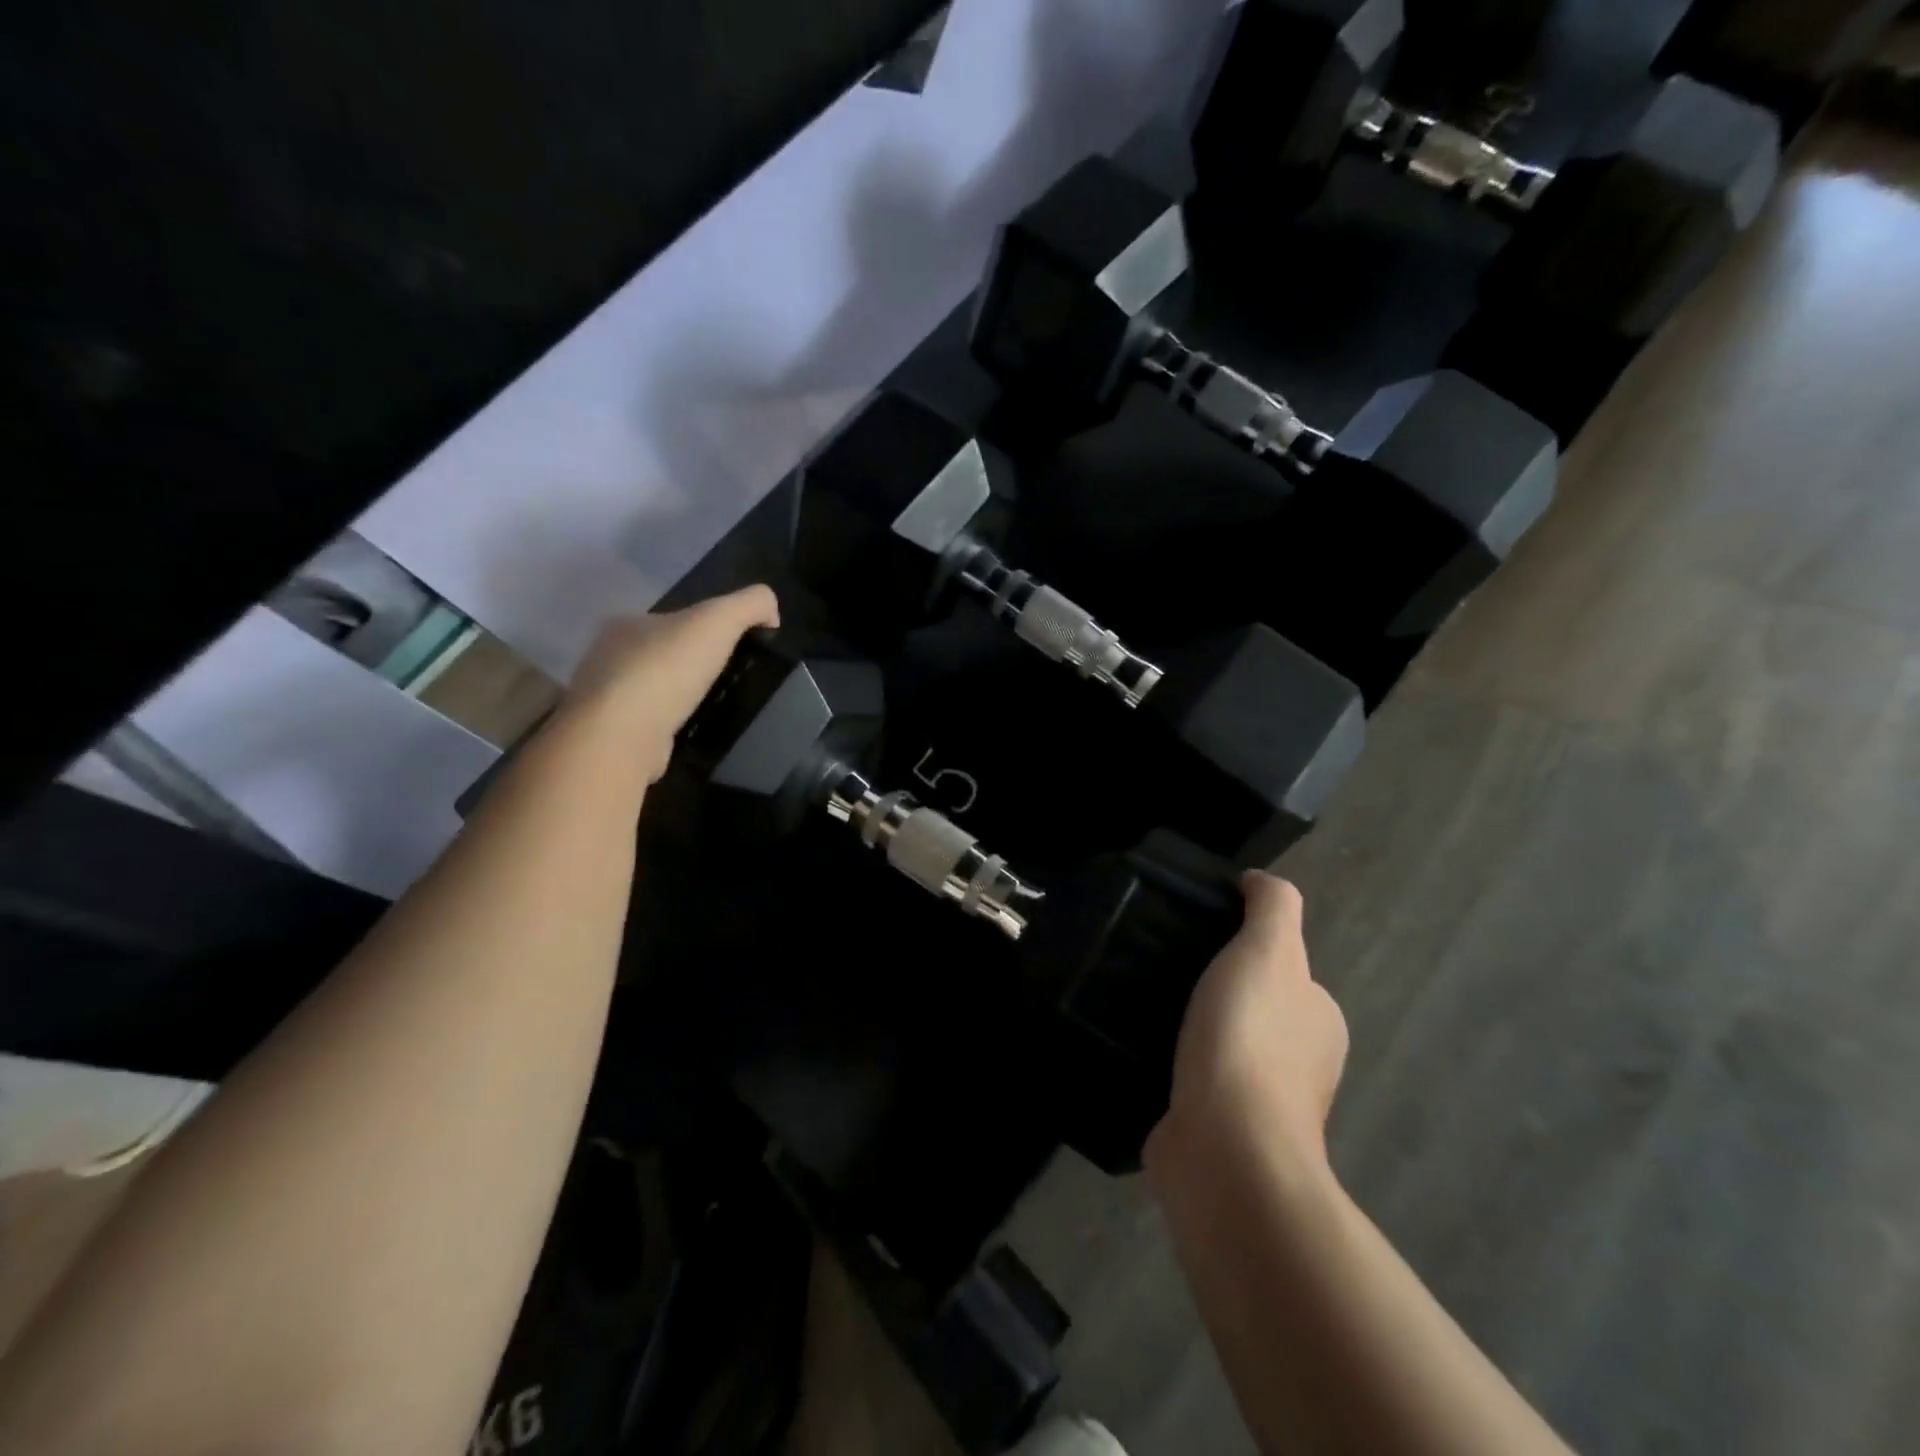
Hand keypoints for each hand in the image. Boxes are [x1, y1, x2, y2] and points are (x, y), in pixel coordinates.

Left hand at [565, 585, 779, 781]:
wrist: (621, 735)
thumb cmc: (667, 669)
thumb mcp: (719, 619)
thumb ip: (750, 604)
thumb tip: (771, 613)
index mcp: (627, 624)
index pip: (670, 620)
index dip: (703, 630)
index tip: (731, 649)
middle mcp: (607, 657)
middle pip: (659, 655)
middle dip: (688, 665)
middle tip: (726, 680)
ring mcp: (605, 700)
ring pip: (651, 692)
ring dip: (676, 698)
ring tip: (711, 709)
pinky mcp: (611, 737)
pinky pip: (646, 725)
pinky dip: (666, 728)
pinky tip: (687, 733)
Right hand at [1147, 872, 1348, 1182]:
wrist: (1224, 1149)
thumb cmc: (1249, 1039)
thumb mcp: (1268, 950)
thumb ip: (1272, 907)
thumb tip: (1257, 881)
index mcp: (1318, 1020)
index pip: (1282, 968)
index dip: (1243, 947)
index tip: (1195, 936)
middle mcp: (1299, 1063)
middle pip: (1249, 1006)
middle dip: (1212, 988)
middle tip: (1159, 965)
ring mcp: (1258, 1104)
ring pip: (1218, 1045)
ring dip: (1189, 1028)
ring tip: (1143, 1003)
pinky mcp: (1216, 1130)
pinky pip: (1191, 1080)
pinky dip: (1171, 1065)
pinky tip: (1141, 1051)